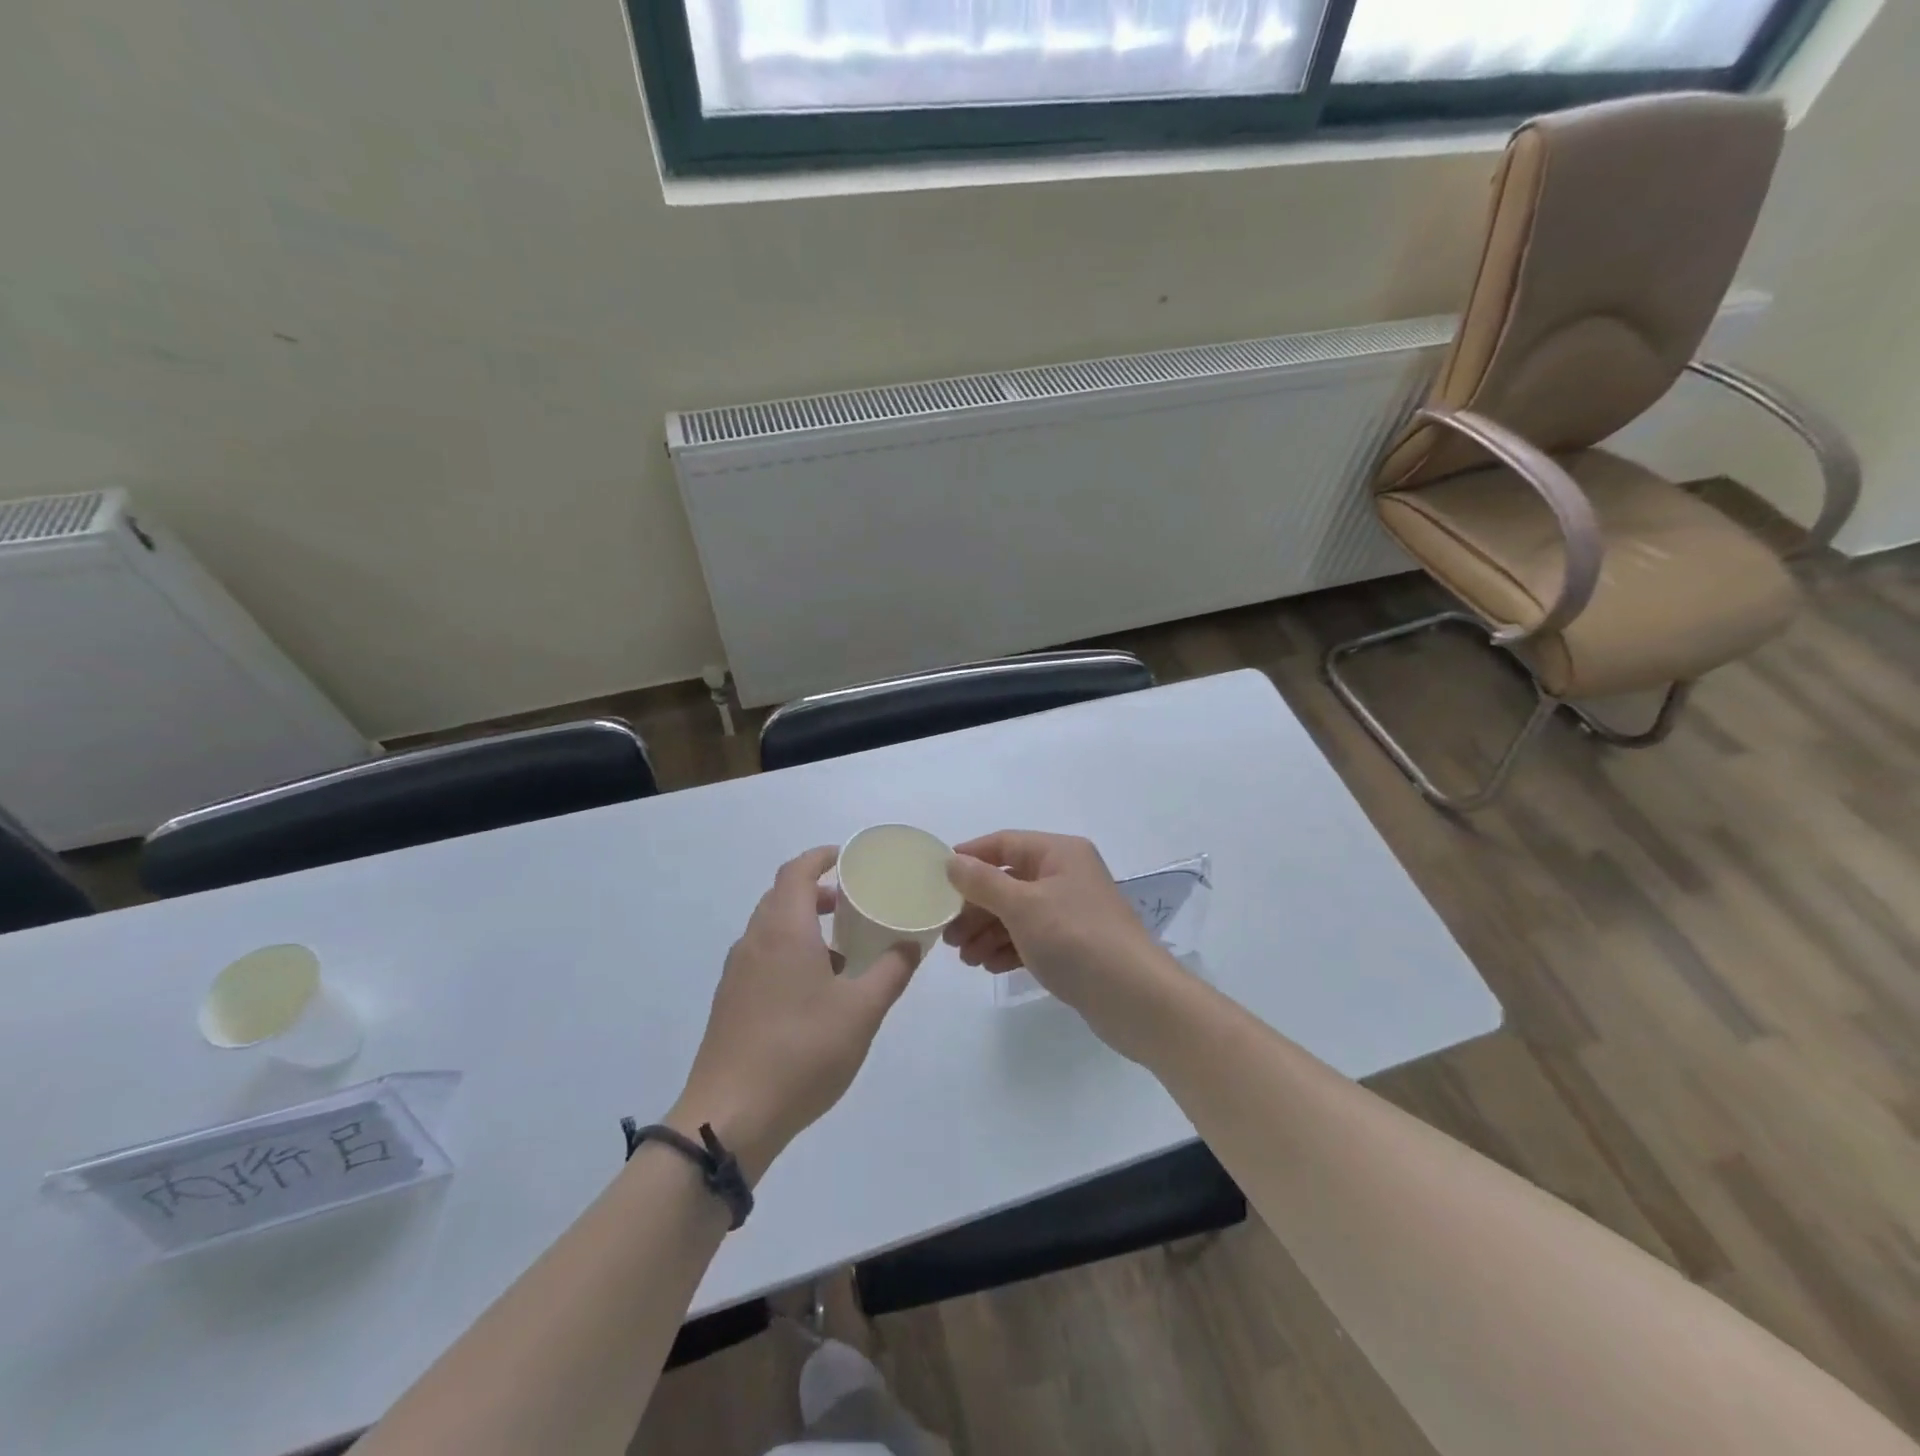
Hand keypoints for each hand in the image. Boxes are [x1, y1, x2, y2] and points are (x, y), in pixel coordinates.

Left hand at [671, 846, 920, 1181]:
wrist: (730, 1117)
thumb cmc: (802, 1051)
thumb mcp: (862, 1010)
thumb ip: (891, 971)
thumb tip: (911, 944)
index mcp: (783, 930)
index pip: (796, 871)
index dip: (822, 857)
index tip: (849, 858)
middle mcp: (754, 941)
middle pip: (781, 896)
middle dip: (817, 891)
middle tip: (853, 901)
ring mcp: (737, 973)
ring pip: (771, 929)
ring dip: (804, 924)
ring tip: (842, 949)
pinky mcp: (730, 1003)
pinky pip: (762, 957)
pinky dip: (790, 952)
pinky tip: (815, 991)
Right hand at [944, 830, 1185, 1061]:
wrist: (1135, 998)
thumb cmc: (1075, 939)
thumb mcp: (1022, 906)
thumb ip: (983, 882)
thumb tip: (952, 861)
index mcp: (1060, 853)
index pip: (1004, 843)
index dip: (969, 857)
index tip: (936, 879)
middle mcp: (1067, 875)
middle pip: (1008, 881)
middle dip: (975, 906)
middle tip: (947, 934)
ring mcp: (1071, 911)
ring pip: (1017, 913)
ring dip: (987, 931)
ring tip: (964, 958)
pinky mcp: (1074, 944)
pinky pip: (1032, 937)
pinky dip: (1008, 948)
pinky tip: (989, 966)